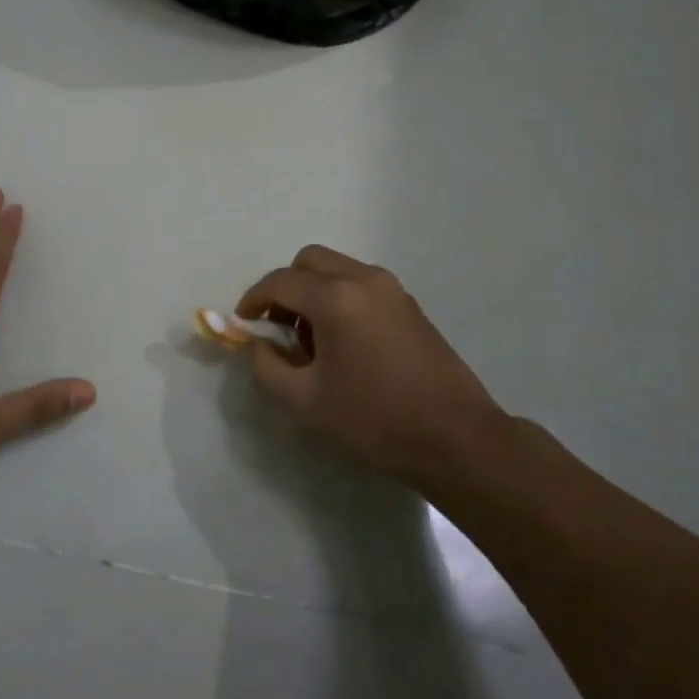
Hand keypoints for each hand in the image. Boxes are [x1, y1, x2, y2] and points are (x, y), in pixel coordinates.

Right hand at [236, 245, 504, 488]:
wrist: (456, 437)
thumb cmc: (375, 420)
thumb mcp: (305, 403)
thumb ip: (267, 367)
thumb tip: (256, 343)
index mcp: (336, 298)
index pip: (281, 282)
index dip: (254, 299)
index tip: (243, 322)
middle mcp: (364, 279)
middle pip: (310, 261)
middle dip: (286, 286)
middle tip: (277, 325)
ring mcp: (392, 289)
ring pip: (338, 269)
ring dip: (314, 291)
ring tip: (311, 340)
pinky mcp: (410, 304)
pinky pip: (361, 284)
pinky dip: (340, 297)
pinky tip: (344, 343)